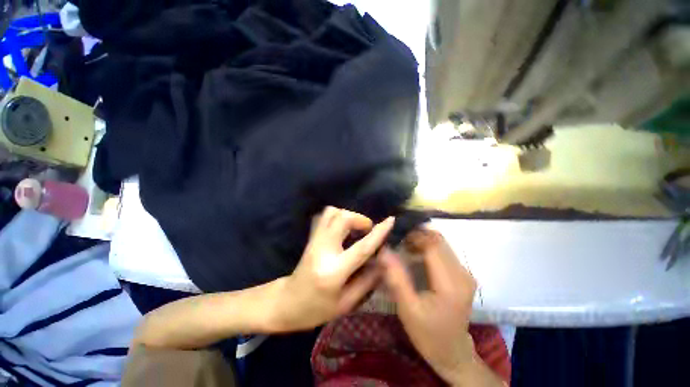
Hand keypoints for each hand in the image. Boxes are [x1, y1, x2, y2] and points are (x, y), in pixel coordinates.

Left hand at [274, 206, 393, 330]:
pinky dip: (338, 216)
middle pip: (342, 219)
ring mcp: (314, 241)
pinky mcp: (311, 237)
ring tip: (355, 228)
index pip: (361, 247)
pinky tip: (343, 228)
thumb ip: (367, 281)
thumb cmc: (316, 309)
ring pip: (332, 213)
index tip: (390, 220)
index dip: (378, 233)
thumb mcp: (345, 304)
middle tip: (367, 229)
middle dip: (359, 219)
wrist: (286, 302)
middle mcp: (323, 250)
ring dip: (348, 215)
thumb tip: (383, 261)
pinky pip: (325, 216)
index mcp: (334, 271)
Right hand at [380, 228, 477, 384]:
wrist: (452, 352)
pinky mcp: (463, 274)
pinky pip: (443, 251)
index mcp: (451, 283)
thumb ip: (396, 278)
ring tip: (404, 246)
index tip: (395, 236)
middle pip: (438, 240)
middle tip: (398, 240)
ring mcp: (465, 273)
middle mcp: (463, 273)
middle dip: (416, 235)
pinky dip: (427, 247)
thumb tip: (383, 251)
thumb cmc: (428, 333)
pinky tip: (415, 254)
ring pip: (441, 243)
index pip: (432, 245)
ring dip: (422, 240)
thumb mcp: (407, 309)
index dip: (413, 236)